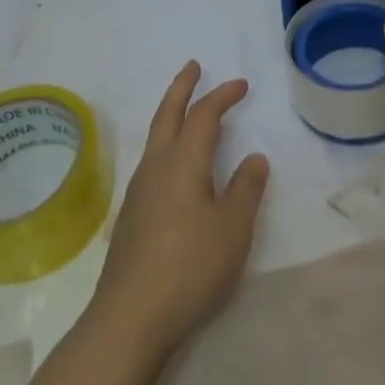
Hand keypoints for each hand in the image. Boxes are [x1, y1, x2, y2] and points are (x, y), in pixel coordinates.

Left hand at [89, 62, 269, 359]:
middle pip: (168, 114)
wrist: (130, 318)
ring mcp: (139, 191)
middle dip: (182, 87)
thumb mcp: (233, 228)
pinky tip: (173, 164)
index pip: (204, 115)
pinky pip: (152, 160)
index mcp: (183, 162)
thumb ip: (246, 189)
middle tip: (193, 66)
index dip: (223, 96)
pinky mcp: (132, 215)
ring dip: (171, 113)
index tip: (241, 85)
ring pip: (156, 137)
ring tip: (185, 109)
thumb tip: (254, 157)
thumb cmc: (190, 267)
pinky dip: (165, 142)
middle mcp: (156, 166)